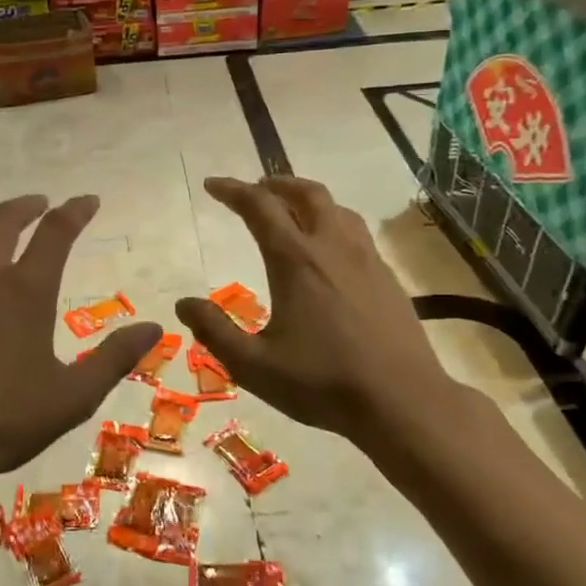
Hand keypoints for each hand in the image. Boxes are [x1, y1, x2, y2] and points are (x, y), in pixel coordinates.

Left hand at [0, 194, 161, 498]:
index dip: (75, 211)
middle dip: (26, 206)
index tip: (88, 201)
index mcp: (26, 290)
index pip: (56, 232)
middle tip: (40, 205)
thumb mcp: (73, 396)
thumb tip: (155, 327)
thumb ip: (115, 357)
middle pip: (2, 220)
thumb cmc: (4, 420)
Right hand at [175, 176, 452, 443]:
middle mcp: (332, 247)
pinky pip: (356, 232)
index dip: (233, 190)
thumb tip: (183, 304)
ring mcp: (366, 260)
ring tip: (291, 211)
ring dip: (308, 199)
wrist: (401, 401)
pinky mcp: (387, 277)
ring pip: (337, 209)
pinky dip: (333, 223)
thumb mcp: (254, 365)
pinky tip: (329, 251)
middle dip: (275, 184)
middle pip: (306, 194)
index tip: (212, 185)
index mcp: (296, 261)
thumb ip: (214, 331)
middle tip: (255, 190)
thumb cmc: (322, 382)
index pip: (260, 208)